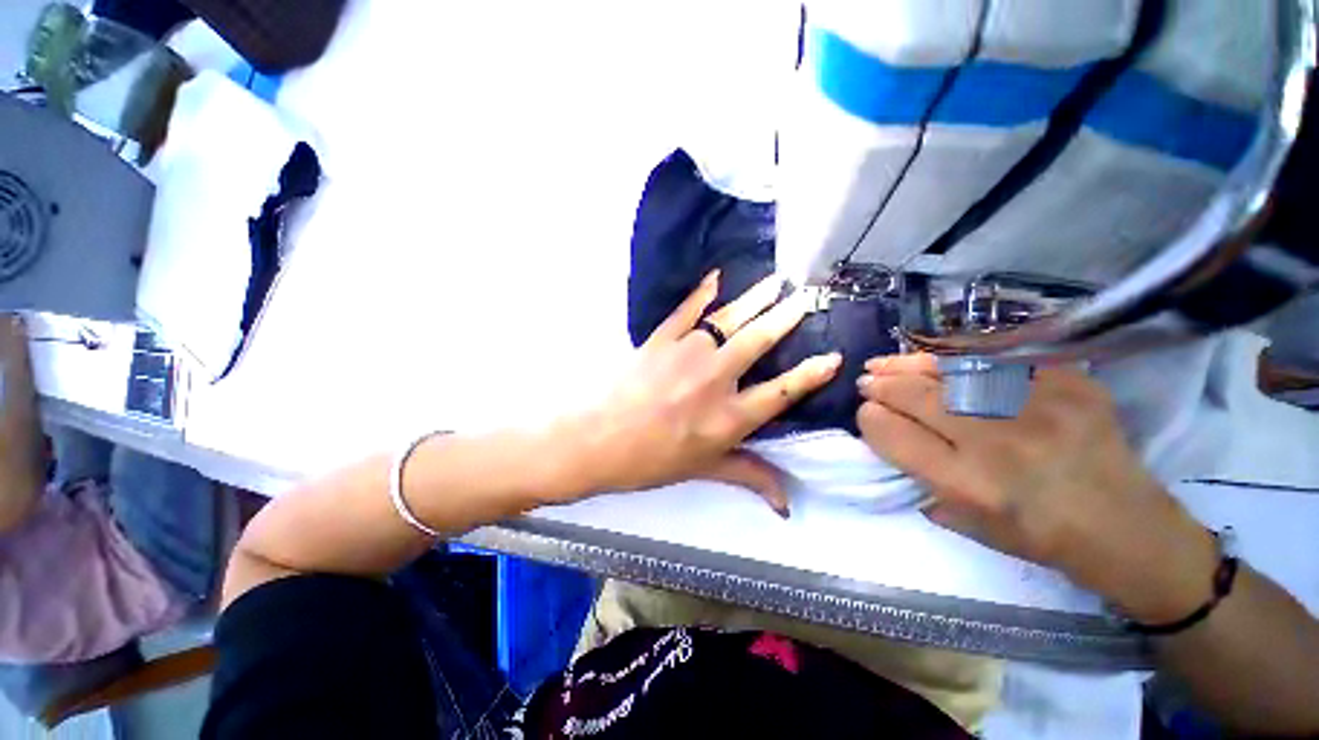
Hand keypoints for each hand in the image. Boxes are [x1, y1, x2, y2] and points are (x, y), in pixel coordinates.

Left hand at [574, 271, 840, 515]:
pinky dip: (703, 291)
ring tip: (777, 280)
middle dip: (787, 316)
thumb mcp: (704, 471)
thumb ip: (749, 477)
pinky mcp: (661, 339)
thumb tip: (787, 505)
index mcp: (728, 418)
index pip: (781, 393)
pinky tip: (717, 276)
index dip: (811, 375)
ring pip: (729, 319)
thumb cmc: (651, 460)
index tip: (833, 357)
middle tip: (806, 296)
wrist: (597, 440)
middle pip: (759, 341)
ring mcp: (686, 354)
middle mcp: (714, 380)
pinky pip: (687, 309)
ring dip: (756, 298)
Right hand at [856, 353, 1217, 622]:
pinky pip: (995, 356)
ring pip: (949, 369)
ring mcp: (1037, 406)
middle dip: (881, 386)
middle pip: (915, 396)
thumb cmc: (1042, 538)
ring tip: (886, 363)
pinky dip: (956, 354)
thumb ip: (923, 481)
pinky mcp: (1068, 382)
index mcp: (968, 483)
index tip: (867, 414)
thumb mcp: (970, 525)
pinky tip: (937, 358)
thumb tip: (890, 436)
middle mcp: (997, 442)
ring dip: (908, 364)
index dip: (870, 419)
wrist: (1130, 529)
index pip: (892, 433)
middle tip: (868, 381)